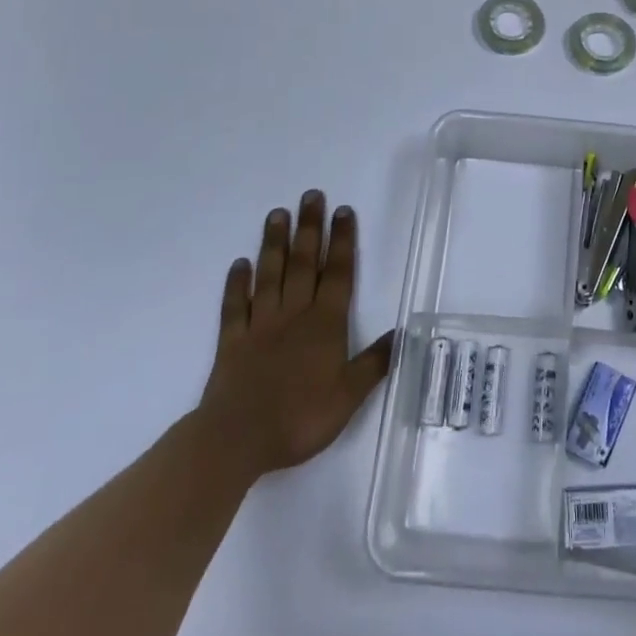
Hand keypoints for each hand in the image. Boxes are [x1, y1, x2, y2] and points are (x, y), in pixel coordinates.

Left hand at [197, 190, 393, 483]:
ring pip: (270, 275)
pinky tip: (239, 264)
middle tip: (311, 195)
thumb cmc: (299, 418)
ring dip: (275, 244)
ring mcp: (260, 325)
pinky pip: (234, 306)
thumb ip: (374, 364)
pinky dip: (236, 284)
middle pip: (305, 263)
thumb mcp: (348, 397)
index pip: (339, 273)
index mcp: (325, 324)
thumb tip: (402, 333)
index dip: (343, 241)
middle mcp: (294, 314)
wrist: (236, 440)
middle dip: (310, 228)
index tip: (343, 210)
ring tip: (277, 214)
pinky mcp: (232, 341)